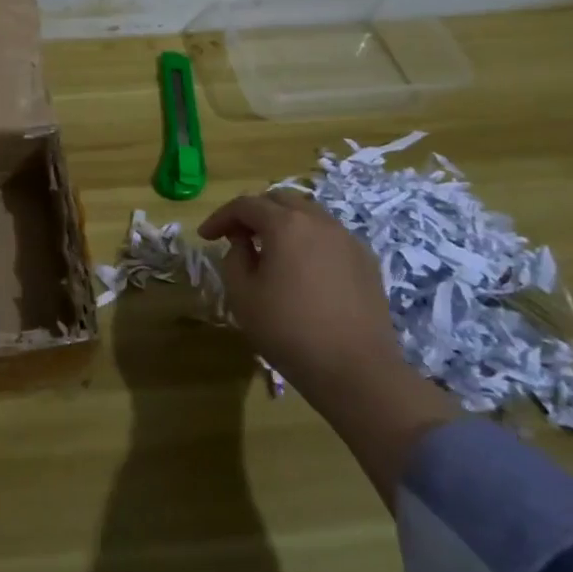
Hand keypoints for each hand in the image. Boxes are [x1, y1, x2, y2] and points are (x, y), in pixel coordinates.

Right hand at [198, 190, 402, 401]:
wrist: (357, 371)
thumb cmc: (289, 331)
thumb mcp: (242, 295)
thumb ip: (234, 258)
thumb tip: (243, 243)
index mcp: (286, 225)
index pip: (245, 205)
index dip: (221, 217)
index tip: (205, 236)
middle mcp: (319, 222)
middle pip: (280, 200)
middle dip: (254, 212)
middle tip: (237, 235)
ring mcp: (347, 240)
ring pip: (308, 215)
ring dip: (283, 224)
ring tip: (269, 250)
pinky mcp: (366, 261)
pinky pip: (329, 237)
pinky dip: (309, 240)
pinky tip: (303, 268)